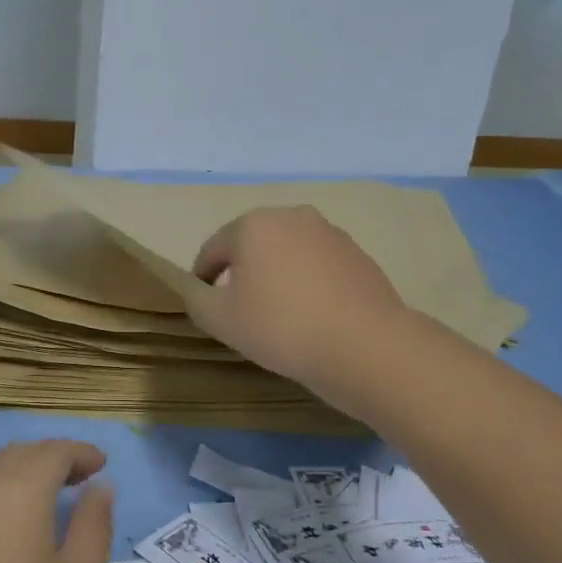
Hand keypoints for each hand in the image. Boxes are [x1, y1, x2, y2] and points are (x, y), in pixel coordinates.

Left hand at [0, 440, 113, 562]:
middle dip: (51, 458)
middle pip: (19, 455)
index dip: (81, 452)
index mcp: (18, 490)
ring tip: (42, 499)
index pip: (54, 452)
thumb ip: (94, 526)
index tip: (101, 465)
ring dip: (19, 473)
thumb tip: (100, 488)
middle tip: (78, 478)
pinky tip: (1, 526)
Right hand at [184, 206, 411, 399]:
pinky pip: (318, 266)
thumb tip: (198, 289)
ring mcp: (330, 233)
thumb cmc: (281, 326)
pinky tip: (311, 315)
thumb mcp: (219, 320)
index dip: (202, 276)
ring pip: (288, 253)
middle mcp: (292, 217)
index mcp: (253, 225)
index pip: (214, 248)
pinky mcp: (358, 255)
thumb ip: (195, 299)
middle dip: (241, 272)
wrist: (365, 345)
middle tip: (238, 309)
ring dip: (276, 276)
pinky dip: (307, 284)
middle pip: (253, 244)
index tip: (203, 302)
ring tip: (277, 314)